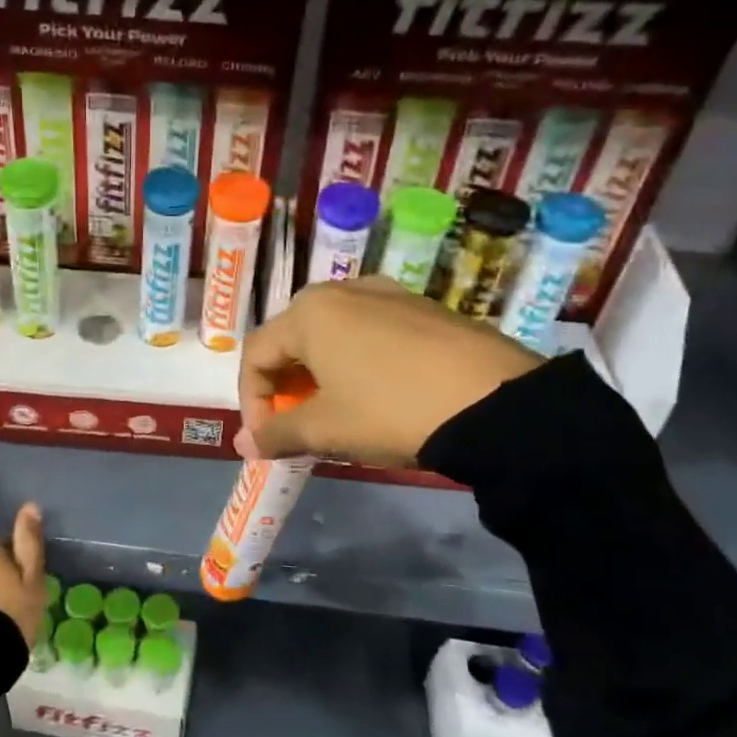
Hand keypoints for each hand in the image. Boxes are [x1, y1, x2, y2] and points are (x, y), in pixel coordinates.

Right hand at [238, 277, 542, 466]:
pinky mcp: (423, 308)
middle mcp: (343, 290)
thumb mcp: (326, 429)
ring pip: (333, 334)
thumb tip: (243, 446)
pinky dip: (357, 363)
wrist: (494, 402)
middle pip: (293, 339)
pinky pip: (371, 332)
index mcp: (309, 312)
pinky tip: (379, 395)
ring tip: (338, 413)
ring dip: (321, 375)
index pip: (256, 354)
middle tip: (299, 426)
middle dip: (286, 387)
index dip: (252, 401)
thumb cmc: (390, 410)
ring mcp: (388, 294)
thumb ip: (277, 434)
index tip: (267, 439)